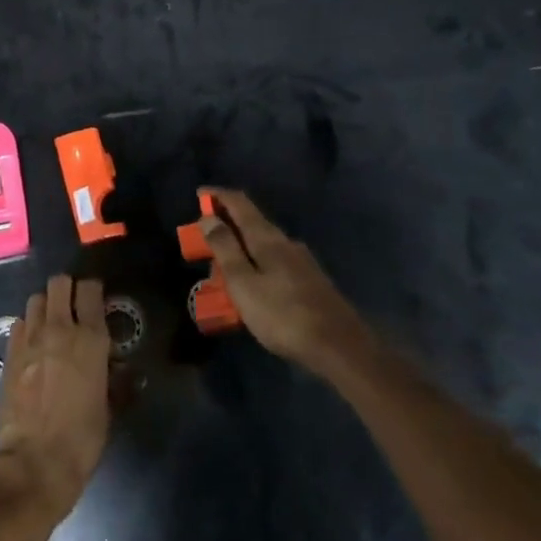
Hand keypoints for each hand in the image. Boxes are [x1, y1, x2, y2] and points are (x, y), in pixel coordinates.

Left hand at [0, 275, 111, 522]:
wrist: (37, 460)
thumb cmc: (82, 437)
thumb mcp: (108, 406)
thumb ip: (114, 378)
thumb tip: (120, 369)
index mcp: (91, 338)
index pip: (90, 289)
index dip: (92, 289)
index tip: (95, 300)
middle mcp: (60, 328)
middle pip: (58, 283)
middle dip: (66, 289)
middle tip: (72, 306)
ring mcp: (31, 338)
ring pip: (36, 299)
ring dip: (45, 306)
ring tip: (51, 324)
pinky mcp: (10, 352)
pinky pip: (19, 323)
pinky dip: (27, 327)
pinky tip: (32, 345)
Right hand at [200, 189, 369, 371]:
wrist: (340, 347)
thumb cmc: (283, 315)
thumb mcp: (244, 283)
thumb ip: (225, 248)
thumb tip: (208, 217)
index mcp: (267, 238)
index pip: (240, 203)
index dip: (218, 195)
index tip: (199, 193)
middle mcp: (286, 242)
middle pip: (252, 222)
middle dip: (226, 225)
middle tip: (204, 240)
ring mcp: (302, 261)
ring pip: (264, 243)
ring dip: (241, 246)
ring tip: (224, 268)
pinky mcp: (310, 280)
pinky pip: (274, 261)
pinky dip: (256, 263)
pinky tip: (254, 285)